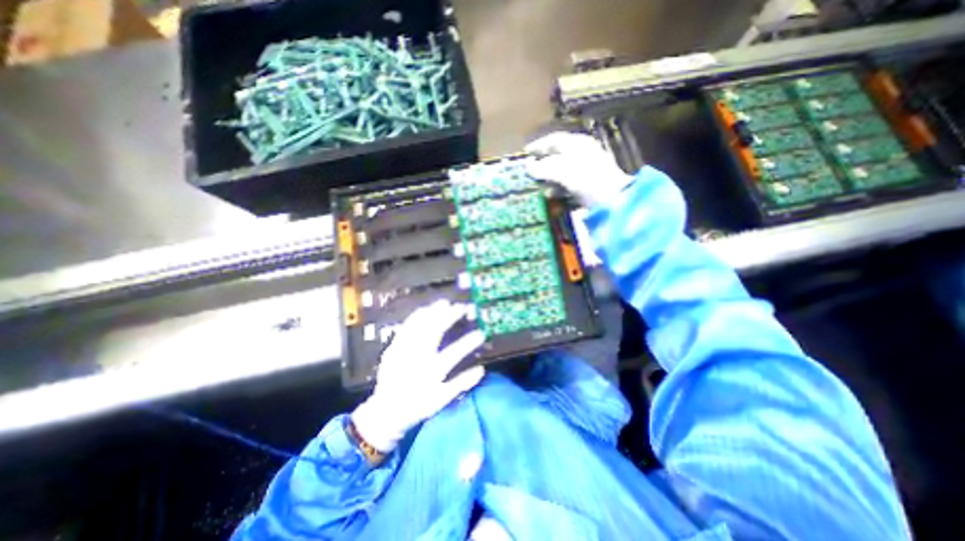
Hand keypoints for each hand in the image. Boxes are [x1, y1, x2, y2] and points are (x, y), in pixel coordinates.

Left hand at [351, 300, 486, 452]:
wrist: (385, 412)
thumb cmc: (417, 407)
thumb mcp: (440, 401)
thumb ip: (461, 384)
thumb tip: (481, 369)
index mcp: (430, 373)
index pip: (453, 354)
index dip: (468, 343)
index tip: (480, 334)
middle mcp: (417, 359)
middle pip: (434, 333)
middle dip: (449, 318)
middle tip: (461, 307)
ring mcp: (404, 352)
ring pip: (419, 328)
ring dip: (432, 313)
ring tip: (444, 303)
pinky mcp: (393, 349)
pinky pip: (404, 329)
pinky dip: (416, 317)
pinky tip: (423, 310)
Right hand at [527, 131, 634, 207]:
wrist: (610, 198)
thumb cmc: (584, 178)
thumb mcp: (559, 170)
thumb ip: (542, 167)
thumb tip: (528, 166)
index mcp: (576, 143)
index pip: (553, 140)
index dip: (538, 146)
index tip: (525, 153)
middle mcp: (583, 153)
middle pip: (558, 156)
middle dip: (543, 165)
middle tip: (531, 173)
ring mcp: (588, 169)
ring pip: (563, 171)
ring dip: (550, 179)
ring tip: (541, 187)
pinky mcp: (590, 184)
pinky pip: (570, 183)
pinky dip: (560, 188)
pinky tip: (554, 195)